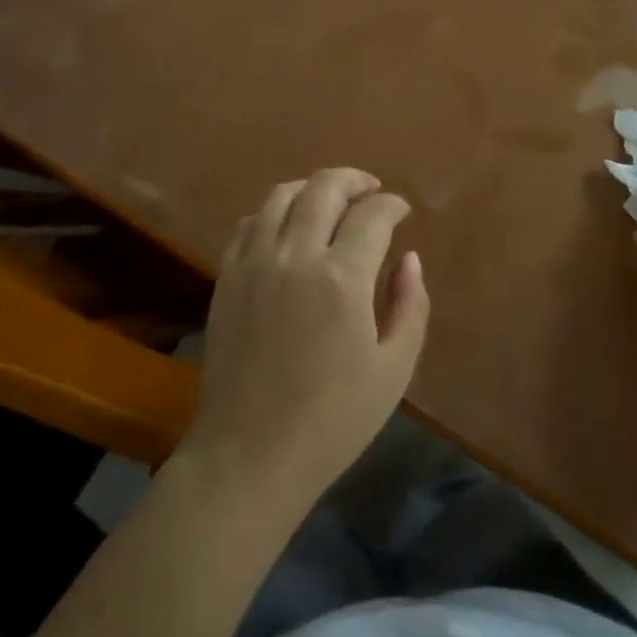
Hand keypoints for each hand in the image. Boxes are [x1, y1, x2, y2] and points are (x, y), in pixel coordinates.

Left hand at [182, 169, 429, 510]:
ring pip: (281, 195)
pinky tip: (287, 229)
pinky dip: (273, 213)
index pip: (372, 215)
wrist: (249, 455)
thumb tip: (409, 258)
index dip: (392, 204)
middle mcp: (296, 255)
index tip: (401, 210)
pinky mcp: (227, 276)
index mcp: (343, 278)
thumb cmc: (332, 421)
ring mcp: (254, 262)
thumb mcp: (393, 371)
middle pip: (324, 188)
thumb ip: (410, 306)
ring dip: (312, 188)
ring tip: (330, 201)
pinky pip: (249, 223)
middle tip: (371, 191)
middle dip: (354, 180)